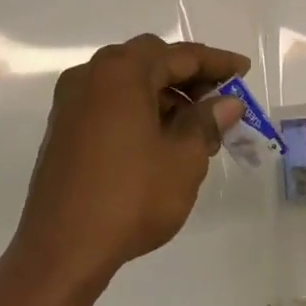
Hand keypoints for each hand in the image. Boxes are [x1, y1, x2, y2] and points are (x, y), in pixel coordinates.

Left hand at [13, 34, 248, 291]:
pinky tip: (161, 139)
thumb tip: (228, 102)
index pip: (181, 55)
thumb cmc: (130, 197)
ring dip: (164, 94)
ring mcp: (72, 101)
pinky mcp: (64, 128)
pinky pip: (110, 102)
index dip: (217, 63)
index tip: (244, 70)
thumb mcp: (184, 158)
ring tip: (196, 128)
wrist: (61, 249)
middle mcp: (92, 75)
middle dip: (189, 76)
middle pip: (151, 61)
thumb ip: (207, 121)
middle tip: (219, 100)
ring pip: (129, 82)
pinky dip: (139, 109)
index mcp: (122, 72)